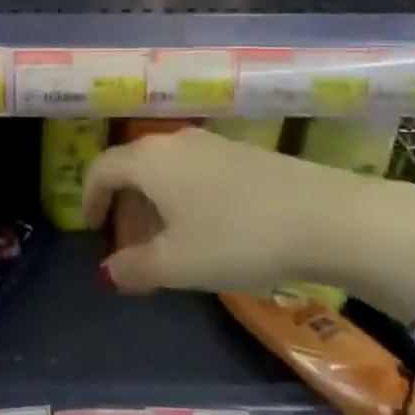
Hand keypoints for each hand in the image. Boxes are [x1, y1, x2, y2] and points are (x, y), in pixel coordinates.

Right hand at [83, 127, 414, 320]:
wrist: (326, 216)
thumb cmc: (236, 238)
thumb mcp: (177, 264)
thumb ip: (134, 268)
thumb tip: (110, 271)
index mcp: (148, 160)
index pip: (100, 169)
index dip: (89, 199)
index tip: (92, 231)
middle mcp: (174, 142)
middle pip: (132, 168)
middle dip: (124, 207)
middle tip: (130, 247)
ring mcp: (212, 144)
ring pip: (166, 171)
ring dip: (155, 205)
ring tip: (167, 244)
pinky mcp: (242, 154)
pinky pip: (195, 172)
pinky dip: (184, 198)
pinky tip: (208, 231)